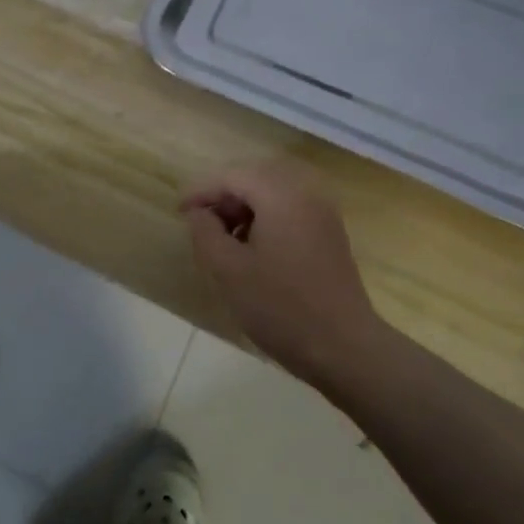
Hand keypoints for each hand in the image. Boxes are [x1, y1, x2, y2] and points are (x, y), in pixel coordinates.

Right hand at [182, 162, 389, 383]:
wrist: (344, 347)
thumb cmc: (280, 307)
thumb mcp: (228, 271)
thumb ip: (205, 233)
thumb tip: (199, 213)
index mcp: (281, 195)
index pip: (232, 176)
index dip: (202, 190)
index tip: (179, 212)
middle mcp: (306, 193)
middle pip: (255, 178)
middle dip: (224, 196)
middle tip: (201, 224)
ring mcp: (323, 213)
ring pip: (273, 194)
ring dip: (245, 208)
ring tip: (224, 240)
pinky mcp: (330, 234)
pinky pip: (290, 210)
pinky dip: (266, 219)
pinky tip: (253, 250)